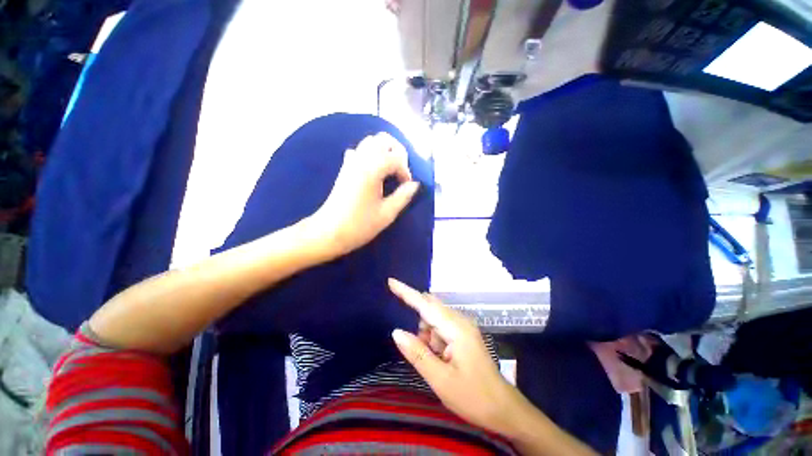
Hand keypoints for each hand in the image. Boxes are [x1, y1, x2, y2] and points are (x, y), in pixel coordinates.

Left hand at [312, 133, 419, 256]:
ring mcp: (350, 162)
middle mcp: (361, 159)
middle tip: (401, 171)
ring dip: (384, 151)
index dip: (406, 171)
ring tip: (390, 169)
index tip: (407, 187)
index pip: (397, 158)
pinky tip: (373, 170)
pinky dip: (370, 154)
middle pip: (383, 140)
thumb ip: (403, 196)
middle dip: (398, 152)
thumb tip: (415, 185)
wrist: (329, 232)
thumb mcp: (387, 214)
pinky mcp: (344, 168)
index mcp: (373, 170)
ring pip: (370, 141)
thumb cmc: (359, 225)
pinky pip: (359, 150)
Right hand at [388, 278, 519, 434]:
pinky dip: (434, 340)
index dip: (406, 292)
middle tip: (427, 354)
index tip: (391, 281)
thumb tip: (396, 332)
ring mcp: (463, 326)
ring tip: (437, 362)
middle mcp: (460, 321)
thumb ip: (417, 353)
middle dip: (420, 327)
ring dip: (427, 336)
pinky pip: (440, 328)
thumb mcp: (441, 380)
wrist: (503, 409)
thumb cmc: (474, 397)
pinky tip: (442, 359)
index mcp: (456, 329)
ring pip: (434, 320)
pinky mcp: (463, 334)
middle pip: (430, 310)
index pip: (425, 305)